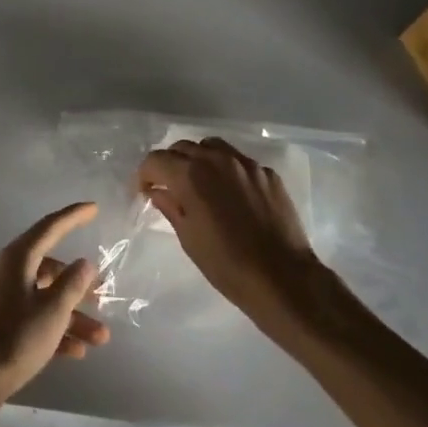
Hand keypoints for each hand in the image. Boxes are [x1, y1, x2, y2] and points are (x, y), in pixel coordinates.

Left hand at [0, 202, 109, 412]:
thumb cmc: (17, 336)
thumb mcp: (53, 310)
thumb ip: (73, 284)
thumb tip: (84, 263)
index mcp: (19, 258)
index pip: (50, 227)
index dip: (73, 217)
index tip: (94, 208)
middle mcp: (10, 271)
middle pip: (51, 268)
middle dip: (79, 284)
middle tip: (103, 294)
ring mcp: (4, 297)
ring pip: (46, 297)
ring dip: (74, 315)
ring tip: (101, 337)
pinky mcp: (2, 323)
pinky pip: (36, 318)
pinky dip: (56, 329)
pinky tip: (78, 352)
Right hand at [137, 138, 329, 333]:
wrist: (284, 279)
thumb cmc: (228, 265)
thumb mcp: (189, 239)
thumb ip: (171, 207)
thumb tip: (158, 191)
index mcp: (191, 175)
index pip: (156, 160)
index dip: (144, 174)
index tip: (143, 191)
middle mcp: (217, 160)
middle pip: (183, 147)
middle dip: (170, 163)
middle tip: (168, 186)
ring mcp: (246, 164)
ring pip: (212, 147)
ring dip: (198, 159)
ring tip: (199, 182)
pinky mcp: (268, 174)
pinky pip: (239, 162)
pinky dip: (226, 170)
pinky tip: (230, 194)